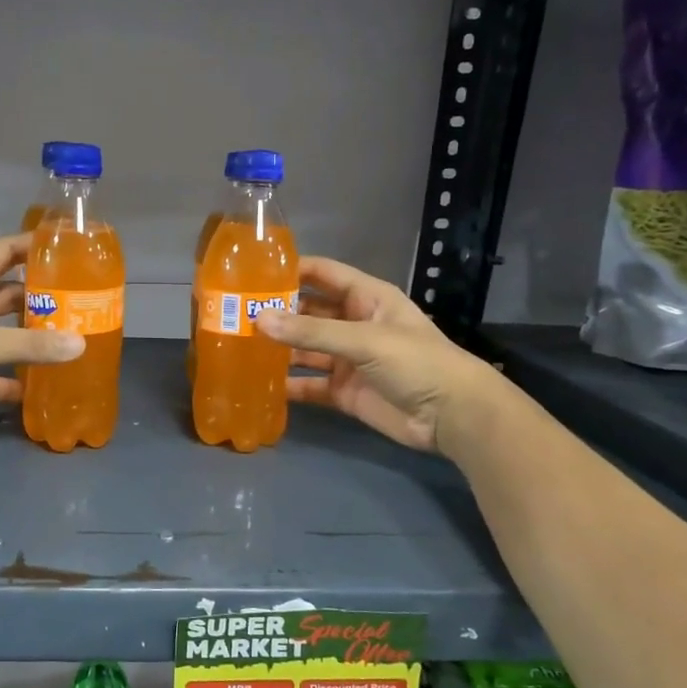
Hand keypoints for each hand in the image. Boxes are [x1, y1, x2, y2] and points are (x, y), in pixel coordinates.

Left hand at [0, 233, 83, 443]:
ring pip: (3, 339)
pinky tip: (45, 386)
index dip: (27, 246)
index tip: (64, 245)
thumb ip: (28, 344)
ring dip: (30, 340)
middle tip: (79, 300)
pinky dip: (16, 382)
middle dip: (38, 297)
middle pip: (5, 297)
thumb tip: (80, 344)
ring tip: (71, 339)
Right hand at [254, 257, 499, 454]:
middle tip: (234, 314)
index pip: (323, 274)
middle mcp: (355, 324)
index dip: (291, 271)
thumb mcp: (364, 340)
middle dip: (277, 313)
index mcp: (367, 298)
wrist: (452, 416)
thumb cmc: (416, 362)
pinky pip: (311, 384)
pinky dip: (289, 385)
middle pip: (309, 313)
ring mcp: (349, 360)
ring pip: (306, 349)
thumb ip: (311, 332)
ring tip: (239, 347)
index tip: (252, 273)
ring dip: (279, 349)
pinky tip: (260, 384)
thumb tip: (258, 319)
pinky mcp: (345, 392)